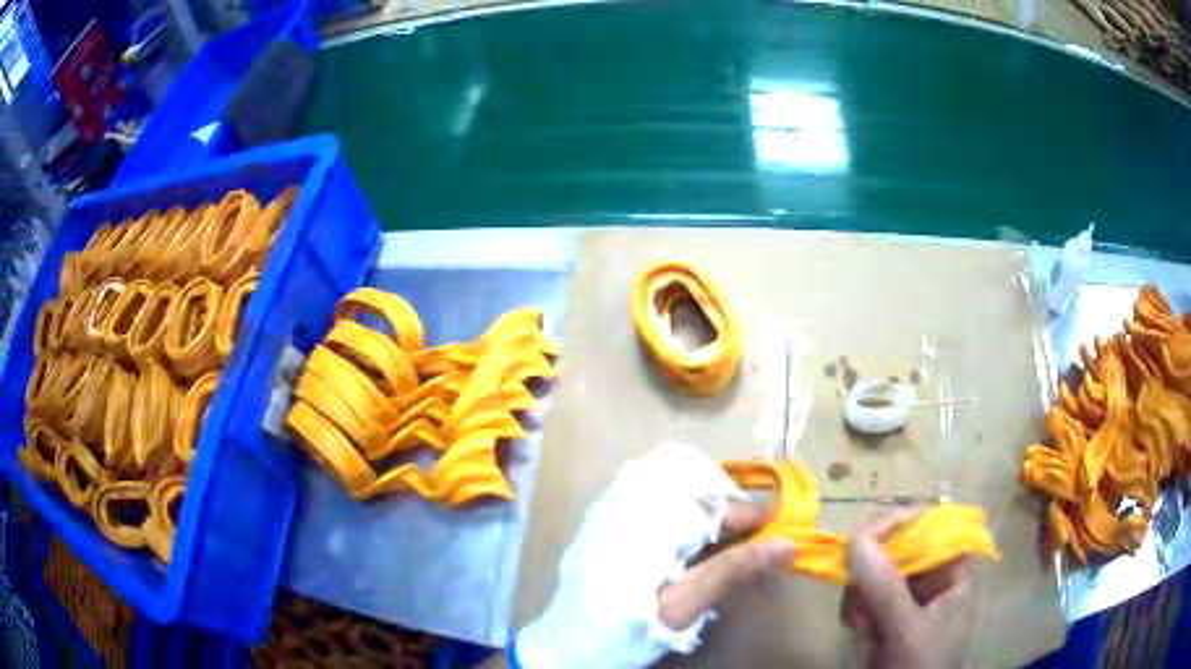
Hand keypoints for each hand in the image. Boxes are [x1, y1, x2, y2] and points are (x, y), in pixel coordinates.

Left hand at [512, 442, 792, 668]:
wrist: (569, 643)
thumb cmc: (628, 629)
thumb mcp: (684, 606)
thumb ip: (732, 569)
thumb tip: (786, 543)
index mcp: (648, 524)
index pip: (713, 503)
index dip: (748, 516)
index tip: (772, 532)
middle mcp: (626, 502)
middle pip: (692, 482)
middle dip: (725, 504)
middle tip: (744, 534)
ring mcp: (609, 505)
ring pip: (669, 481)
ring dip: (701, 502)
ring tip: (718, 535)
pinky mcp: (601, 516)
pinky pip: (646, 489)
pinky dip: (675, 504)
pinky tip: (682, 535)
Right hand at [840, 512, 974, 668]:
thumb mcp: (907, 631)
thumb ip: (885, 588)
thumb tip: (855, 537)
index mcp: (956, 575)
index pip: (936, 528)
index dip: (906, 522)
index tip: (870, 530)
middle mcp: (934, 581)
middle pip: (903, 548)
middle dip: (875, 568)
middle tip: (855, 584)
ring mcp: (909, 600)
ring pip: (878, 572)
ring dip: (861, 593)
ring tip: (860, 623)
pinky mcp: (886, 617)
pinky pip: (865, 596)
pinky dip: (855, 609)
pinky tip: (857, 630)